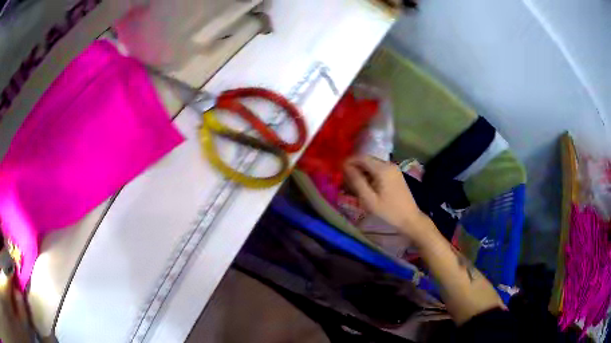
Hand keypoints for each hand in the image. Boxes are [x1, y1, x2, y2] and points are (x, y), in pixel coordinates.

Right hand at [343, 155, 428, 239]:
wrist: (410, 218)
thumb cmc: (389, 211)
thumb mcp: (369, 199)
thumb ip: (357, 181)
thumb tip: (345, 167)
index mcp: (382, 169)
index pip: (361, 157)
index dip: (349, 161)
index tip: (339, 170)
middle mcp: (389, 164)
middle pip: (367, 160)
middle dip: (355, 167)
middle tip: (344, 180)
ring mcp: (394, 169)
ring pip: (373, 165)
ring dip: (362, 172)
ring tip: (353, 185)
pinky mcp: (395, 174)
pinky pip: (379, 170)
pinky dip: (370, 175)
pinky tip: (366, 186)